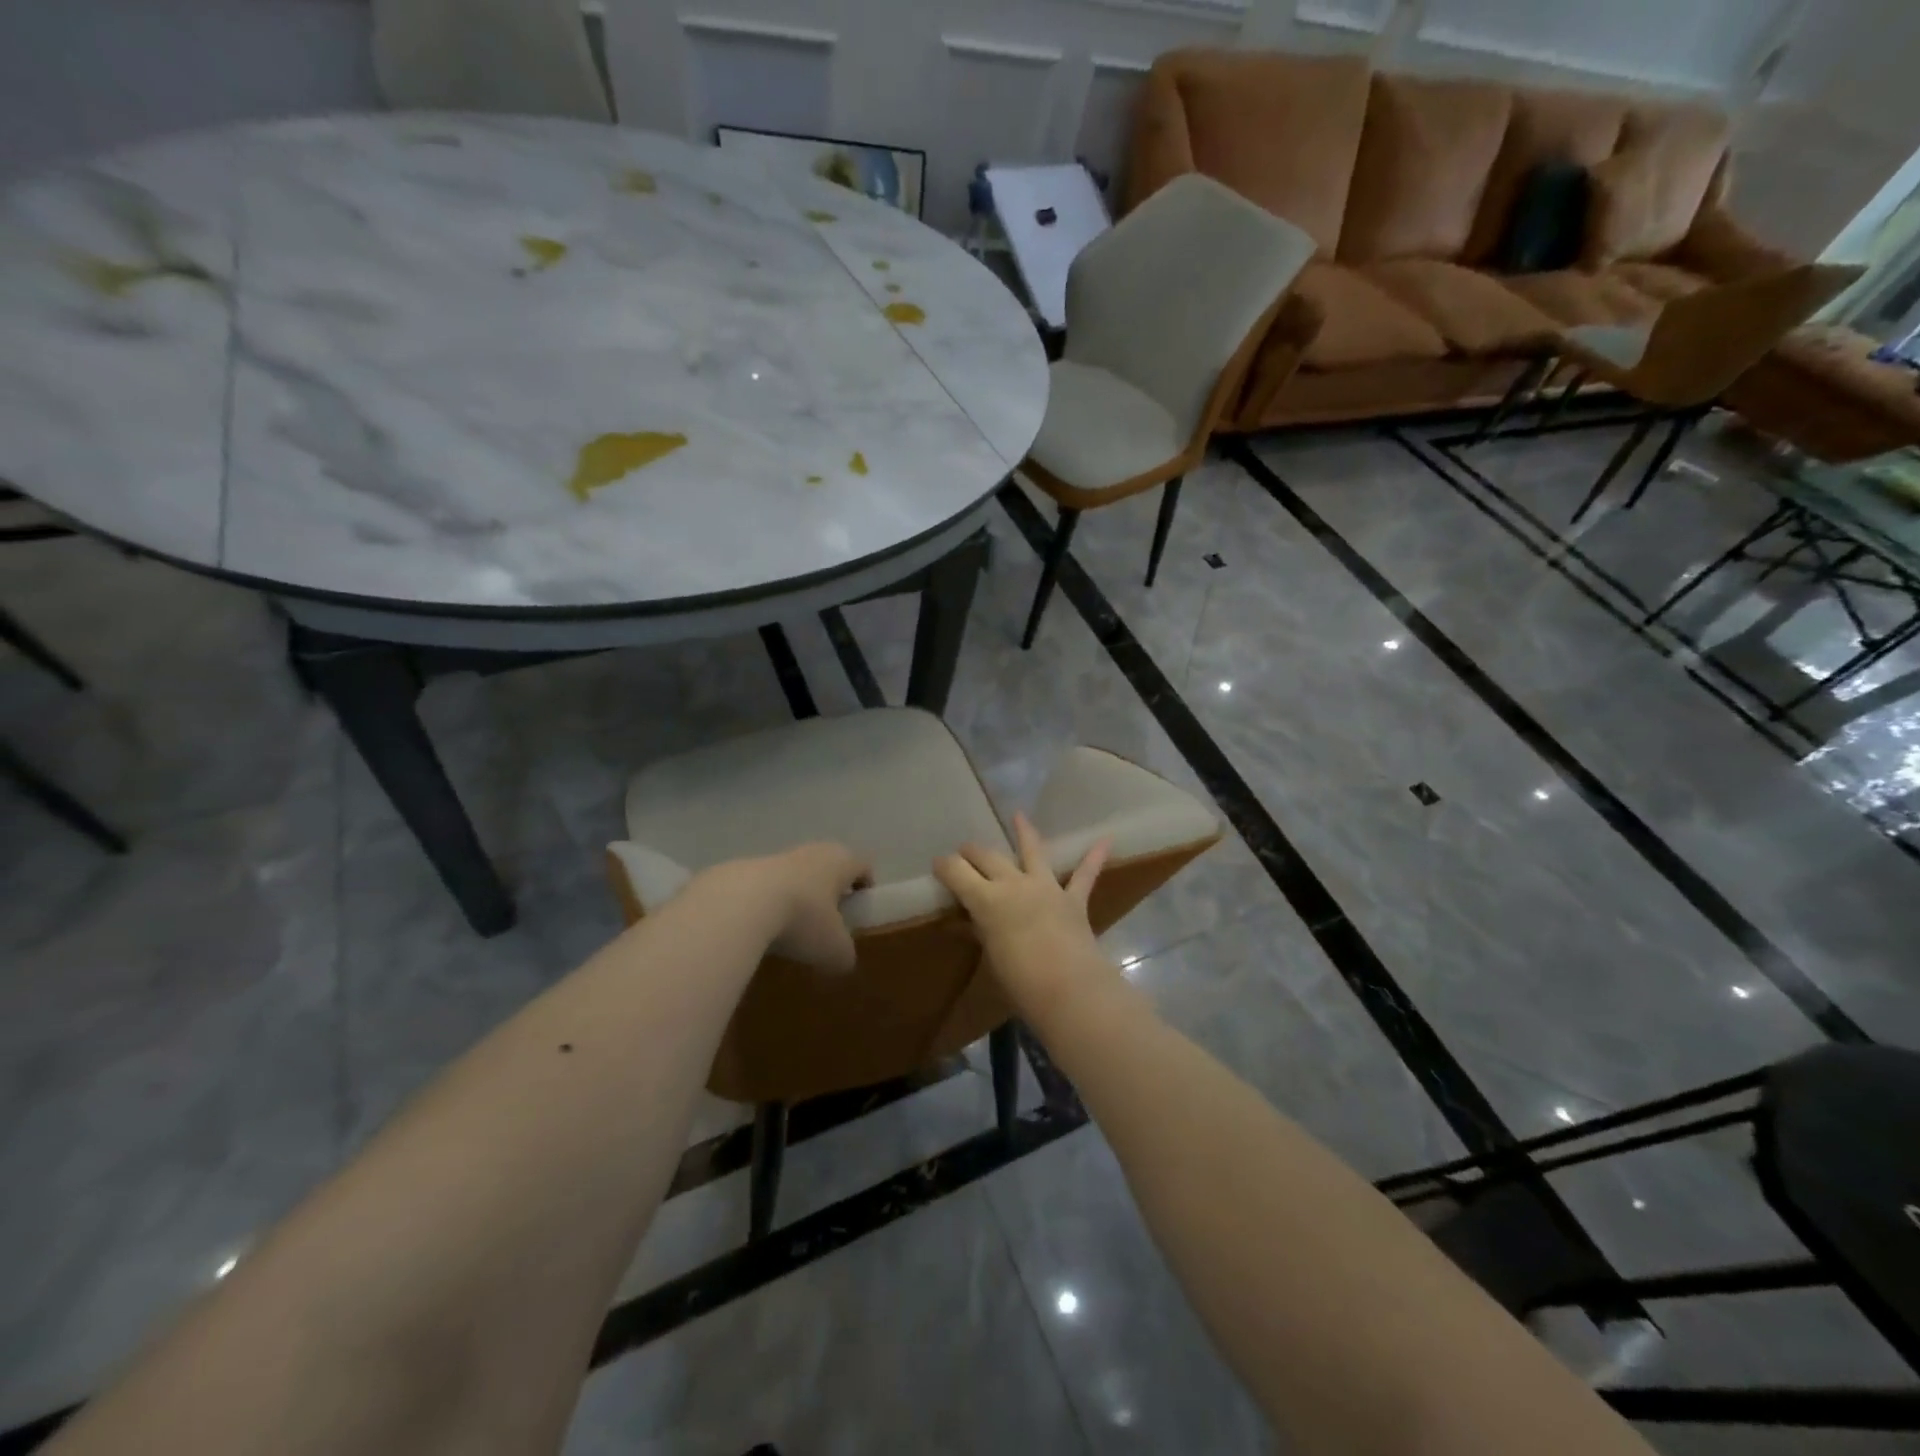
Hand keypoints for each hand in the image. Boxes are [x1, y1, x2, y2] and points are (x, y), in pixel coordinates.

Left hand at [742, 841, 871, 970]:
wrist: (739, 904)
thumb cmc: (803, 919)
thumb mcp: (835, 950)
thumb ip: (845, 955)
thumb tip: (843, 959)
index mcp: (842, 861)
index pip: (864, 867)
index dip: (865, 888)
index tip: (859, 912)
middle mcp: (813, 851)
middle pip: (829, 867)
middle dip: (830, 893)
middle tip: (828, 923)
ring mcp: (777, 856)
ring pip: (797, 875)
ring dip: (797, 898)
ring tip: (790, 930)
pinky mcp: (745, 867)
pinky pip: (766, 887)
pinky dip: (768, 904)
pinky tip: (760, 930)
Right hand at [933, 813, 1112, 1009]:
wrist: (1070, 990)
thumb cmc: (1020, 982)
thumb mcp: (991, 956)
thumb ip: (981, 933)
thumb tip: (969, 923)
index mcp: (986, 900)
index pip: (957, 872)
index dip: (944, 866)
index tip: (937, 865)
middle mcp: (1014, 884)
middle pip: (987, 857)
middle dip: (972, 852)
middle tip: (963, 853)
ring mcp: (1046, 888)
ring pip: (1032, 851)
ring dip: (1024, 832)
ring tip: (1018, 816)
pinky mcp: (1073, 900)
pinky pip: (1085, 875)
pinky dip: (1094, 857)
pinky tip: (1106, 840)